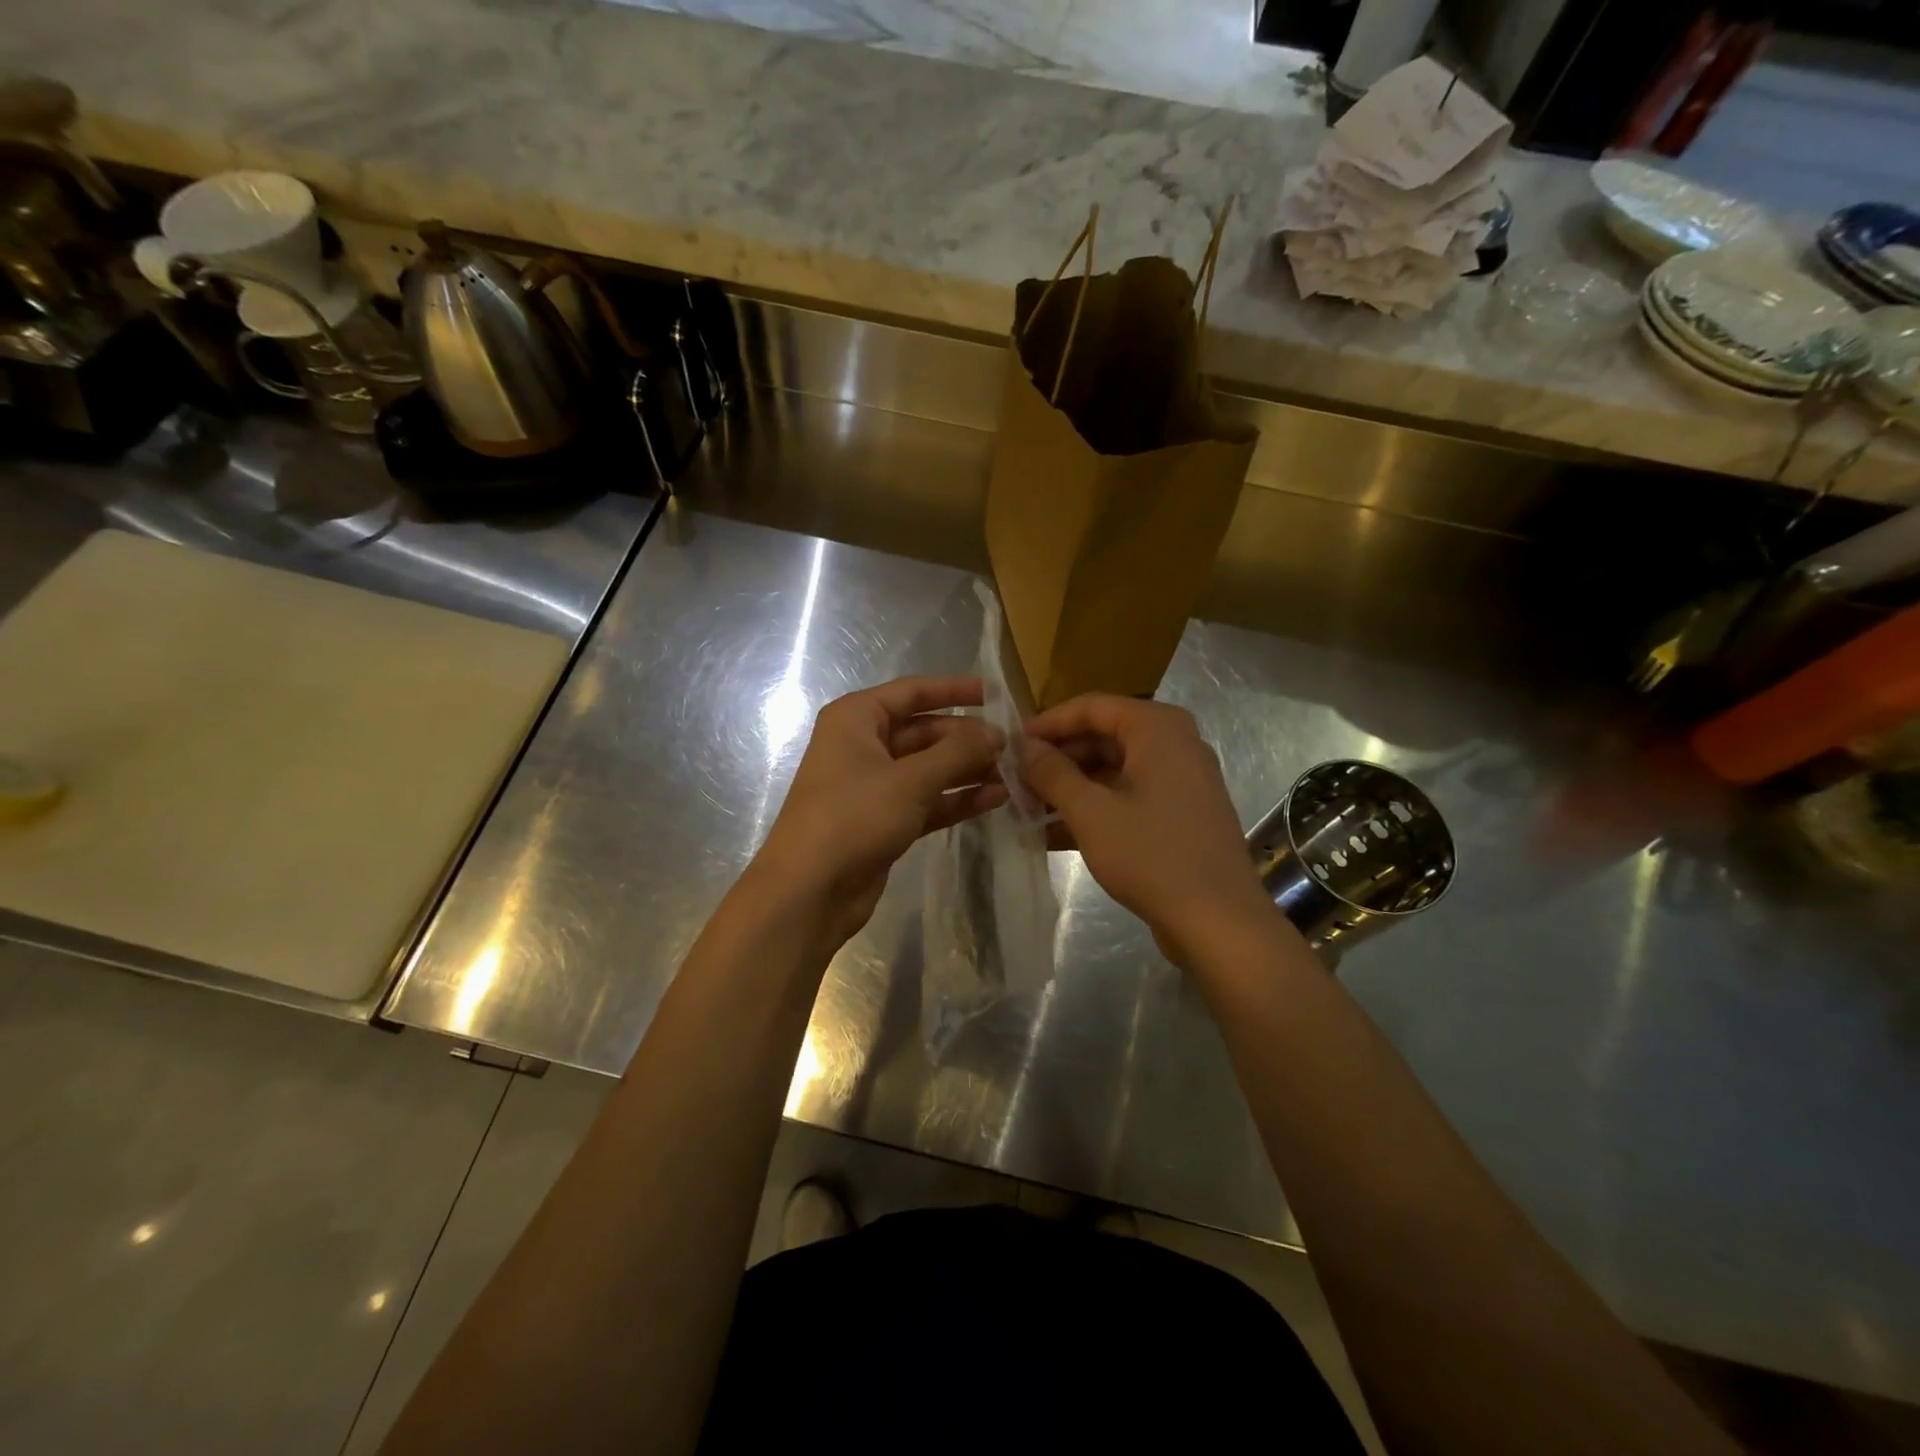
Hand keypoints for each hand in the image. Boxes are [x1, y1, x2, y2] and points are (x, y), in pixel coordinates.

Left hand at [756, 675, 1007, 945]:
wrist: (809, 891)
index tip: (995, 694)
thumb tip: (997, 733)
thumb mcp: (910, 780)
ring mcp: (873, 785)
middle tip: (1013, 747)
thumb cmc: (853, 818)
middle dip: (967, 739)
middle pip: (924, 731)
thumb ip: (957, 752)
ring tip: (1013, 774)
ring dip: (967, 770)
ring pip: (929, 768)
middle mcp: (863, 745)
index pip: (912, 692)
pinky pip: (927, 800)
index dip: (954, 690)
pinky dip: (956, 799)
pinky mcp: (884, 820)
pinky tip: (995, 799)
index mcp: (856, 719)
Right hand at [1020, 694, 1273, 962]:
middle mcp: (1173, 744)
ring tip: (1026, 811)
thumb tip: (1022, 746)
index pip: (1091, 707)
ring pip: (1113, 772)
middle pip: (1102, 738)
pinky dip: (1094, 810)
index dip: (1047, 723)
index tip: (1010, 744)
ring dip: (1070, 789)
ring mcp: (1180, 781)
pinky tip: (1053, 835)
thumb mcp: (1091, 812)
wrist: (1218, 921)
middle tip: (1015, 783)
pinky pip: (1128, 798)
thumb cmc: (1151, 855)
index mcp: (1157, 728)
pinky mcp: (1179, 815)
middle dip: (1056, 761)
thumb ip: (1052, 773)